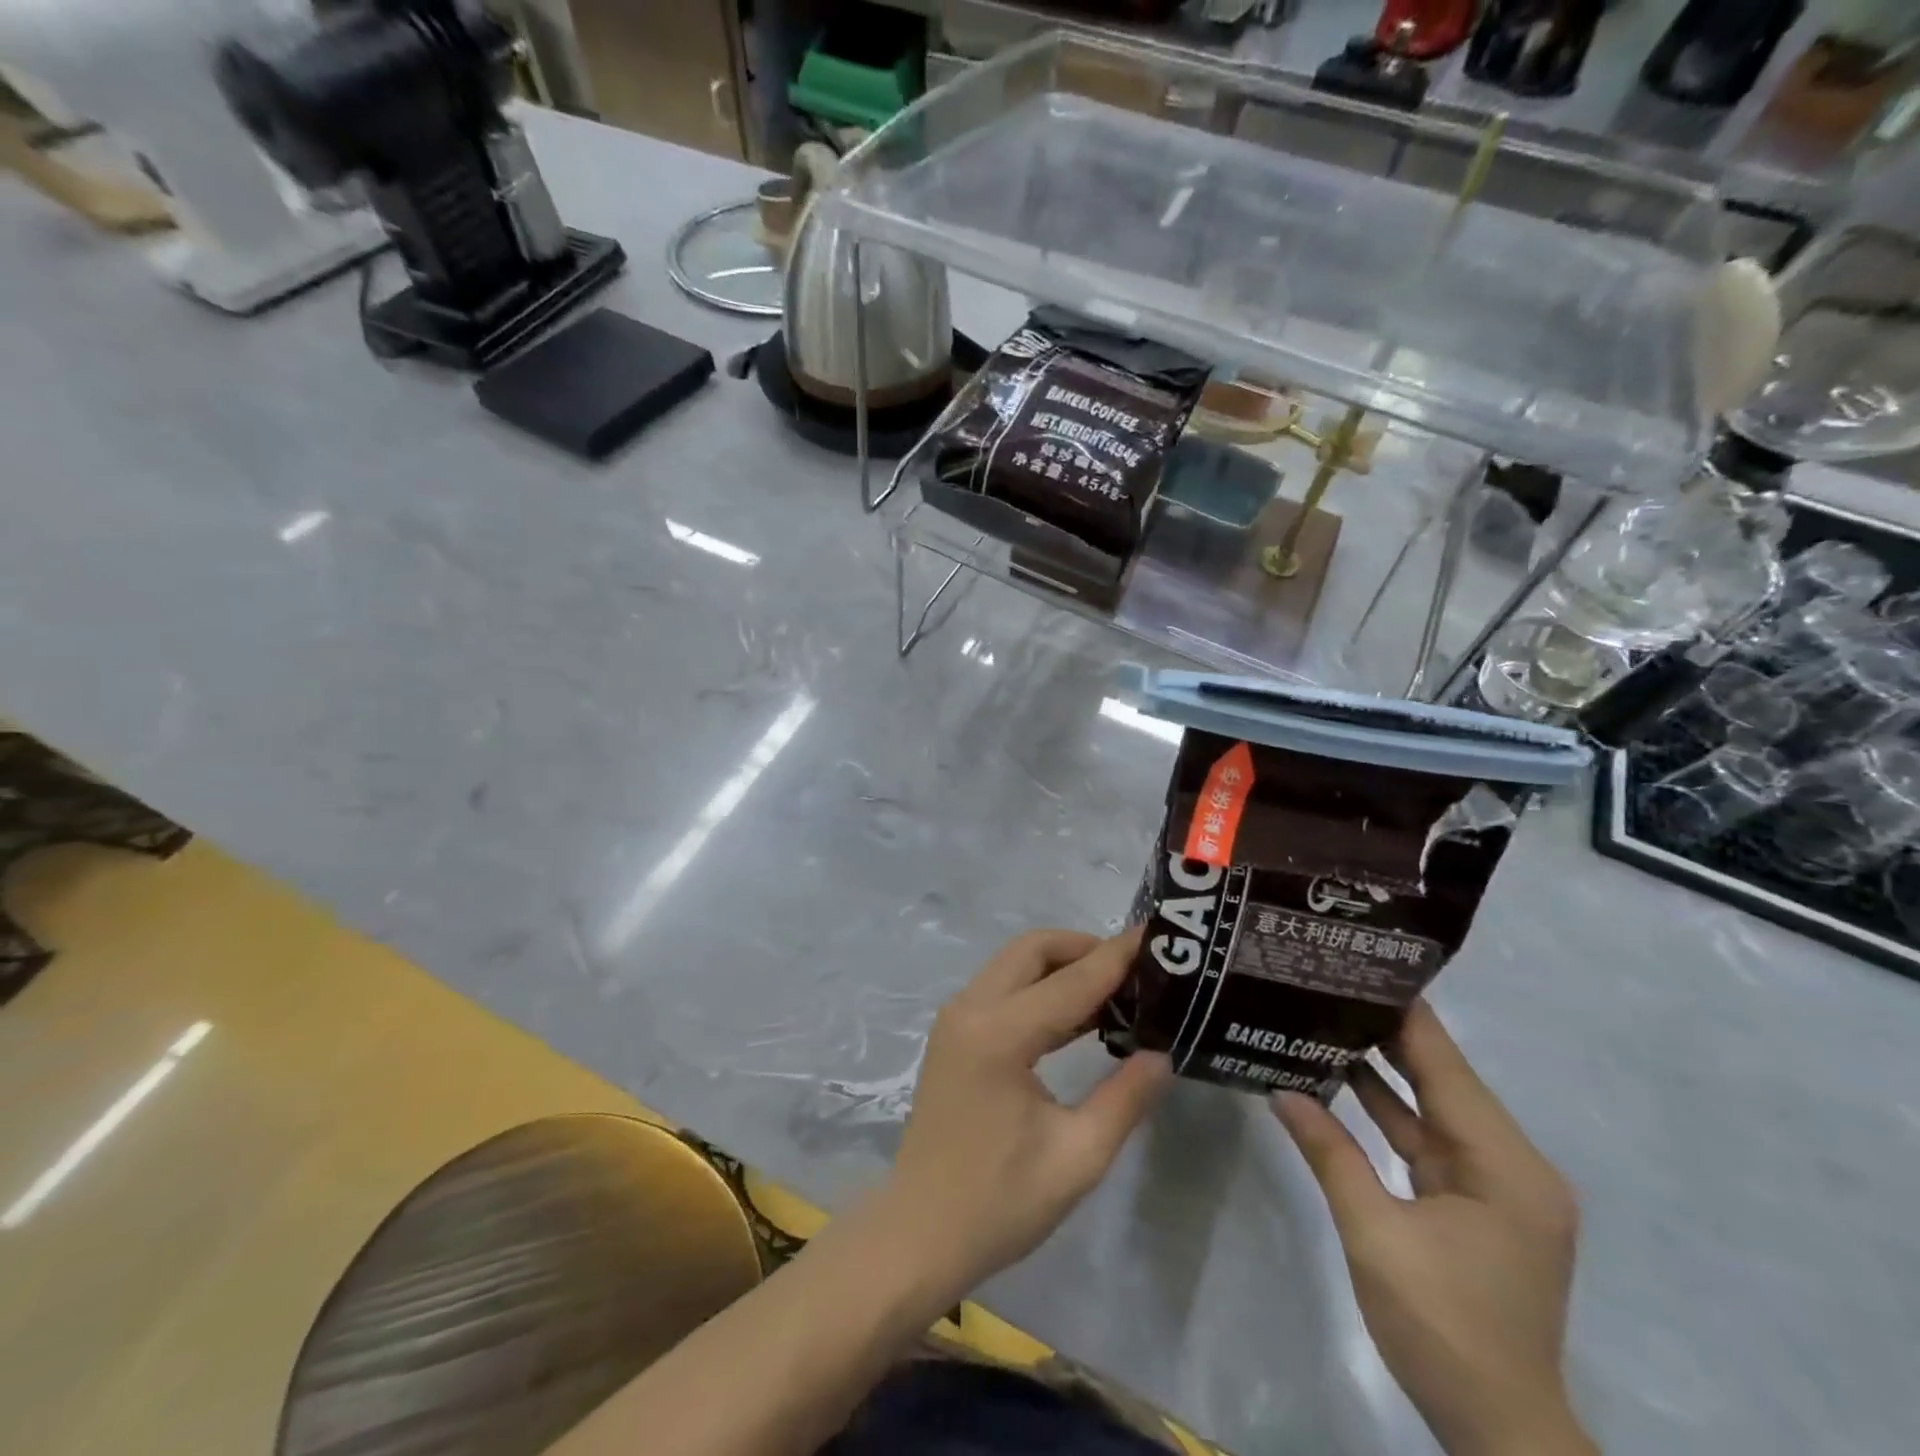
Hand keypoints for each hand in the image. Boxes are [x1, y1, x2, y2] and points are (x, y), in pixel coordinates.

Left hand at [880, 928, 1171, 1300]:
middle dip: (1085, 949)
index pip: (1071, 980)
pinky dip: (1040, 987)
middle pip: (1033, 950)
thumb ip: (1124, 1098)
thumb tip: (1162, 1053)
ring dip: (1062, 966)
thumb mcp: (1077, 1157)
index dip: (1116, 957)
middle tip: (1135, 971)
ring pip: (1015, 964)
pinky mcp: (954, 1034)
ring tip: (1117, 989)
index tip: (1157, 936)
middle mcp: (970, 1009)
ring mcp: (956, 1018)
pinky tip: (1077, 1016)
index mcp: (998, 1034)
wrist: (919, 1235)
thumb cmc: (999, 1203)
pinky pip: (1002, 988)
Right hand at [1273, 1002, 1593, 1455]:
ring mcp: (1495, 1184)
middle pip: (1442, 1078)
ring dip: (1384, 1070)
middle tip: (1329, 983)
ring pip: (1432, 1107)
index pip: (1446, 1065)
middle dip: (1387, 1032)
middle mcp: (1511, 1163)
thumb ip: (1331, 1153)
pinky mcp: (1476, 1203)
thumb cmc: (1443, 1329)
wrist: (1501, 1432)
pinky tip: (1341, 1080)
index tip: (1357, 965)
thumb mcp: (1375, 1236)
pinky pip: (1427, 1139)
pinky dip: (1389, 1112)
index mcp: (1503, 1163)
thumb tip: (1282, 1090)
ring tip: (1326, 1016)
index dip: (1404, 1013)